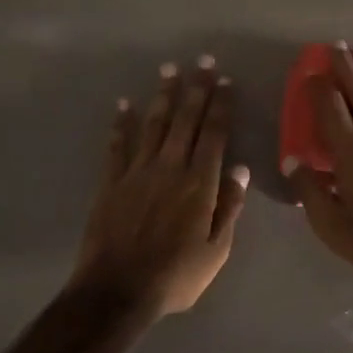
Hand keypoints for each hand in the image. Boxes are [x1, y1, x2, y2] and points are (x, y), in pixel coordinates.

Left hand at [71, 56, 249, 318]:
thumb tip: (241, 170)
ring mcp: (138, 172)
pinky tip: (123, 104)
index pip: (213, 134)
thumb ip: (229, 207)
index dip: (220, 106)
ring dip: (163, 96)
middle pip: (185, 120)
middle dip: (196, 88)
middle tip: (202, 61)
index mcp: (199, 183)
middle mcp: (170, 168)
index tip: (225, 81)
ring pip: (153, 124)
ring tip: (169, 69)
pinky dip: (120, 124)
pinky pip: (118, 146)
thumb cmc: (176, 276)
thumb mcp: (216, 250)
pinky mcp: (112, 182)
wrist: (117, 291)